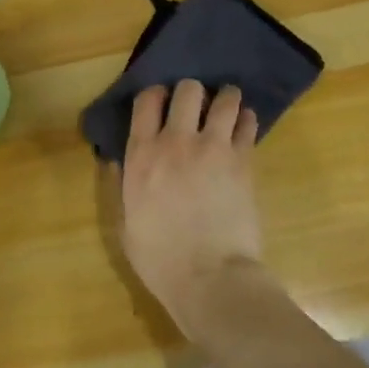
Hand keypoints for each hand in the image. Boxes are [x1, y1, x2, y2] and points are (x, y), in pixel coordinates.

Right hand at [118, 80, 263, 322]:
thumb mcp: (126, 224)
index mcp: (141, 155)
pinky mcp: (243, 161)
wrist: (209, 276)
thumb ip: (125, 187)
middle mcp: (176, 141)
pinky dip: (245, 120)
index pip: (146, 101)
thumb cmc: (160, 258)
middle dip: (192, 91)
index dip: (155, 94)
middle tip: (196, 105)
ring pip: (224, 99)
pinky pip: (247, 124)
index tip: (161, 100)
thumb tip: (121, 164)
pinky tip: (244, 125)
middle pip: (187, 90)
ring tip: (227, 106)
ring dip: (225, 98)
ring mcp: (213, 148)